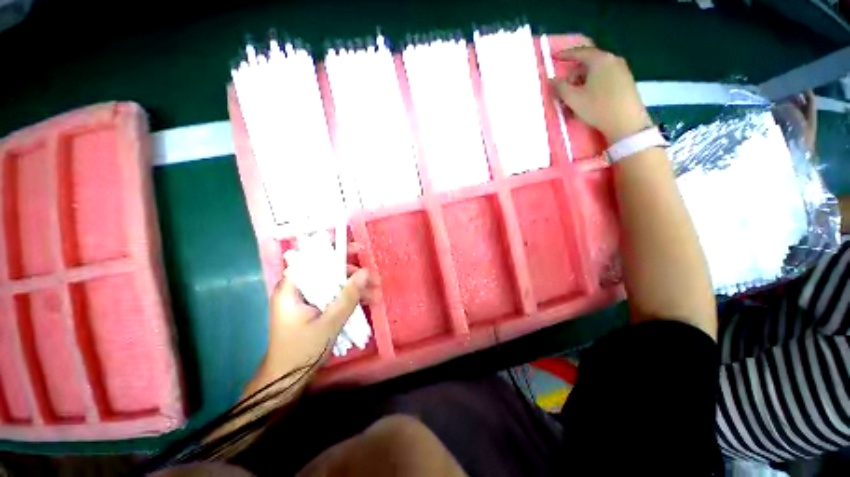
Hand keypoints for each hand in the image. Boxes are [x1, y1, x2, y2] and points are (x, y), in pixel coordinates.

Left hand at [245, 263, 373, 395]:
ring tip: (376, 295)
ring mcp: (304, 298)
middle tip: (374, 280)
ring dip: (354, 287)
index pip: (313, 258)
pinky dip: (348, 297)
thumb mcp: (330, 322)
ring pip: (332, 283)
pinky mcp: (312, 307)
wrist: (286, 380)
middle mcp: (296, 289)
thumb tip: (366, 271)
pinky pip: (332, 295)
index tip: (359, 251)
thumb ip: (348, 296)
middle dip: (353, 274)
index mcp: (291, 288)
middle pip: (327, 270)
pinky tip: (366, 303)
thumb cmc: (302, 351)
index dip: (337, 251)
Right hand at [552, 40, 652, 142]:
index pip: (579, 52)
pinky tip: (589, 99)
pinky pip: (604, 77)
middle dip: (574, 74)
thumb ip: (559, 87)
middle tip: (565, 90)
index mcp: (599, 60)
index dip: (565, 55)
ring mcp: (621, 69)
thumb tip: (551, 79)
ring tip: (576, 98)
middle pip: (588, 62)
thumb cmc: (597, 107)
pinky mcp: (626, 80)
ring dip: (582, 81)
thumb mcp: (573, 99)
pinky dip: (593, 84)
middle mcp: (612, 59)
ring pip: (596, 71)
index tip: (554, 57)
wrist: (626, 122)